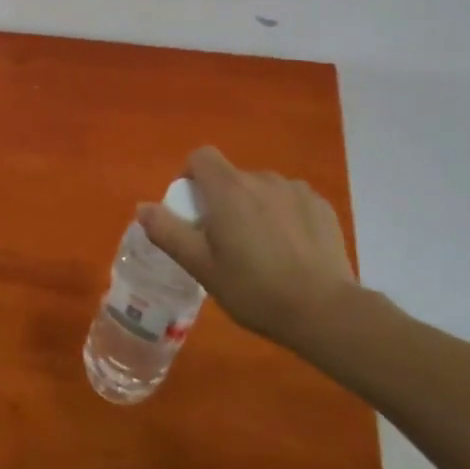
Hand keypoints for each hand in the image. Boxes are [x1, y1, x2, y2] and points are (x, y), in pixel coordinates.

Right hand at [137, 146, 357, 351]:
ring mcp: (296, 190)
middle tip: (225, 243)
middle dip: (223, 201)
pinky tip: (292, 252)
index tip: (193, 211)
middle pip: (231, 177)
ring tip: (262, 250)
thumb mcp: (202, 267)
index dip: (191, 177)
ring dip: (255, 208)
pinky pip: (291, 202)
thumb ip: (168, 232)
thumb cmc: (255, 289)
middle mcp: (262, 178)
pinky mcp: (322, 206)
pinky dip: (284, 217)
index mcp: (228, 189)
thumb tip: (143, 207)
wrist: (326, 312)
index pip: (201, 157)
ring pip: (262, 190)